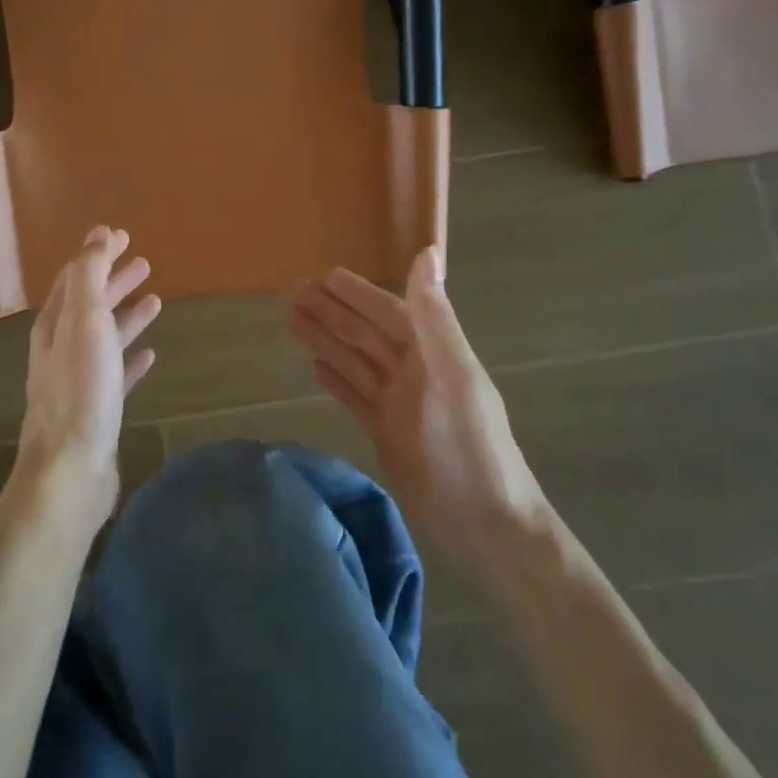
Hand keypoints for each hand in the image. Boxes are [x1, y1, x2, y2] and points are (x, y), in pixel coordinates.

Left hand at [17, 226, 160, 533]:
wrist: (71, 469)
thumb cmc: (80, 389)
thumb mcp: (85, 321)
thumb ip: (90, 276)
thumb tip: (97, 233)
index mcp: (54, 325)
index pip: (75, 278)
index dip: (97, 256)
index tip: (123, 236)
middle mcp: (61, 348)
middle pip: (90, 305)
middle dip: (114, 282)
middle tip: (144, 262)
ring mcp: (79, 380)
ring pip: (105, 338)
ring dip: (127, 316)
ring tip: (156, 301)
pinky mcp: (98, 409)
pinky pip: (117, 374)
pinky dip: (132, 359)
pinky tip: (150, 356)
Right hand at [290, 247, 541, 554]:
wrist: (485, 525)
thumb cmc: (468, 446)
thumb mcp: (452, 374)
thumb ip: (434, 316)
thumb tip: (428, 252)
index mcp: (432, 353)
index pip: (387, 312)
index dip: (357, 294)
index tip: (323, 275)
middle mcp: (413, 372)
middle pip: (364, 334)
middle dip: (331, 312)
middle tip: (292, 293)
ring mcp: (398, 404)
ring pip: (354, 361)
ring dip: (326, 339)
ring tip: (292, 320)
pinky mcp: (386, 434)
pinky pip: (355, 396)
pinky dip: (336, 379)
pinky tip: (315, 366)